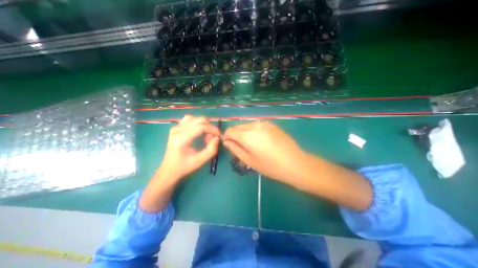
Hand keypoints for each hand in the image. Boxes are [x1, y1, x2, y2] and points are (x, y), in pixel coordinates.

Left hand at [159, 114, 221, 180]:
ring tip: (205, 135)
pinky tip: (199, 131)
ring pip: (195, 118)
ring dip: (204, 125)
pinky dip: (198, 124)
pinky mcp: (176, 127)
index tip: (219, 136)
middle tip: (211, 138)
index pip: (201, 126)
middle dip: (209, 128)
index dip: (213, 129)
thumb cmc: (184, 166)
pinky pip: (190, 119)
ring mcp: (176, 127)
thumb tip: (217, 138)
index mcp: (181, 138)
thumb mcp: (200, 161)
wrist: (169, 169)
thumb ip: (211, 149)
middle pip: (199, 120)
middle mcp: (177, 129)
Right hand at [222, 122, 308, 183]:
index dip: (226, 137)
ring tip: (249, 144)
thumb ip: (235, 149)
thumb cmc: (270, 166)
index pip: (230, 130)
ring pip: (247, 125)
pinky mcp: (271, 124)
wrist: (295, 163)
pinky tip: (259, 140)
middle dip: (234, 134)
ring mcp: (264, 123)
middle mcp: (255, 125)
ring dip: (243, 132)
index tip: (228, 144)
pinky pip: (256, 125)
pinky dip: (252, 131)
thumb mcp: (249, 160)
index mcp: (248, 135)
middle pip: (238, 126)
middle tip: (238, 146)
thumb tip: (227, 142)